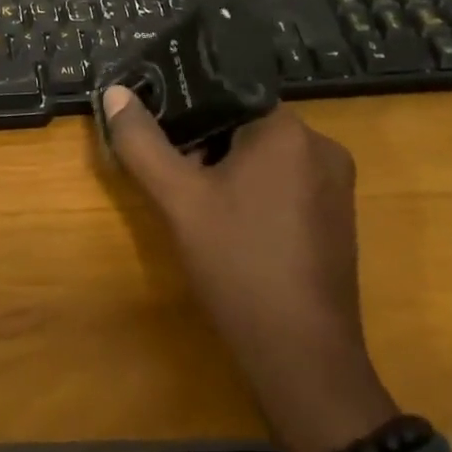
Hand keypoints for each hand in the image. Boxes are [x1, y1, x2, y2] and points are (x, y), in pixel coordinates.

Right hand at [101, 87, 397, 451]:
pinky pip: (284, 181)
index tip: (157, 128)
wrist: (303, 359)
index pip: (228, 93)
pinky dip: (252, 190)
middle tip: (171, 171)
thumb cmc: (239, 265)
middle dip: (203, 142)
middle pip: (244, 124)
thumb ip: (142, 142)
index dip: (186, 107)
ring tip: (193, 199)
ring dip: (225, 167)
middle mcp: (321, 146)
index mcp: (288, 130)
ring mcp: (335, 184)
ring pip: (263, 155)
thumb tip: (115, 92)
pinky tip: (227, 223)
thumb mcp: (178, 200)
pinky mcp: (336, 217)